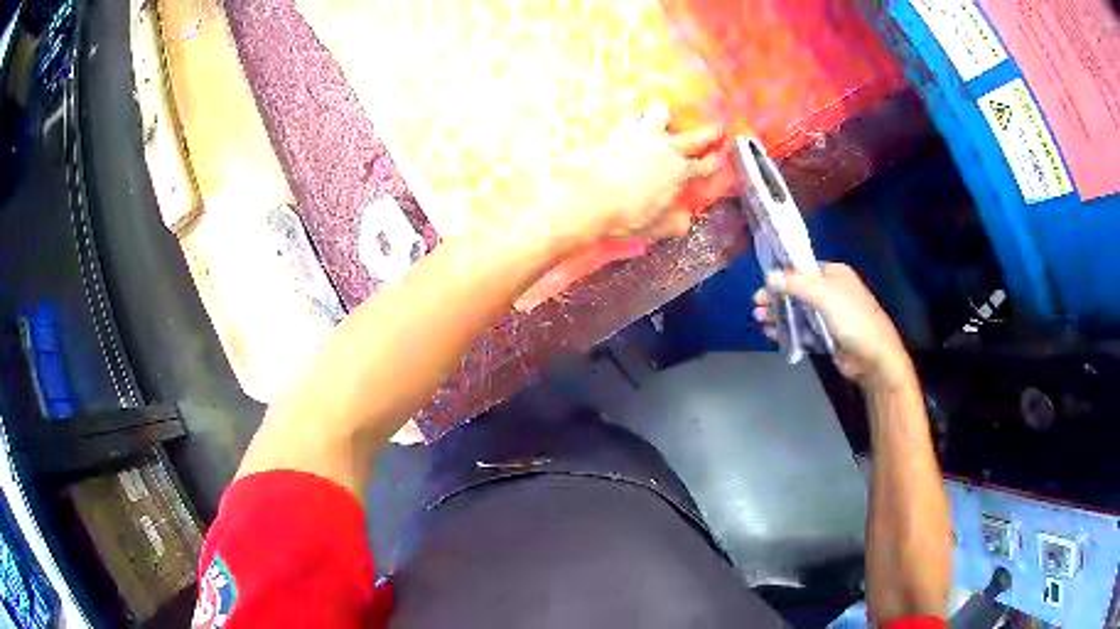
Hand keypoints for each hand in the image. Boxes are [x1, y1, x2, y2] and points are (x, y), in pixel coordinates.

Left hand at [551, 103, 722, 245]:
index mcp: (680, 172)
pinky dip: (635, 118)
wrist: (591, 199)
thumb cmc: (627, 216)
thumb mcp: (656, 226)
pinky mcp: (620, 130)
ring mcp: (644, 135)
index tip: (720, 157)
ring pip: (662, 113)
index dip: (714, 162)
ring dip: (665, 115)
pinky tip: (632, 121)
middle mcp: (667, 149)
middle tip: (718, 128)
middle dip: (710, 132)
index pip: (704, 166)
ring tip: (664, 116)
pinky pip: (632, 116)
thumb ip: (674, 223)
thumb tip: (686, 222)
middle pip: (695, 137)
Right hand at [753, 263, 913, 390]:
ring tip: (759, 320)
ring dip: (778, 314)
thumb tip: (768, 276)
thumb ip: (796, 283)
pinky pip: (801, 331)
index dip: (781, 275)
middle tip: (756, 306)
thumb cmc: (853, 319)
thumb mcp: (824, 295)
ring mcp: (828, 316)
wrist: (874, 358)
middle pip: (796, 291)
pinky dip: (786, 331)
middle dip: (776, 298)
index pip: (803, 268)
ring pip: (797, 312)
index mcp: (834, 274)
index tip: (762, 285)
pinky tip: (771, 334)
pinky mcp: (825, 337)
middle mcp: (831, 292)